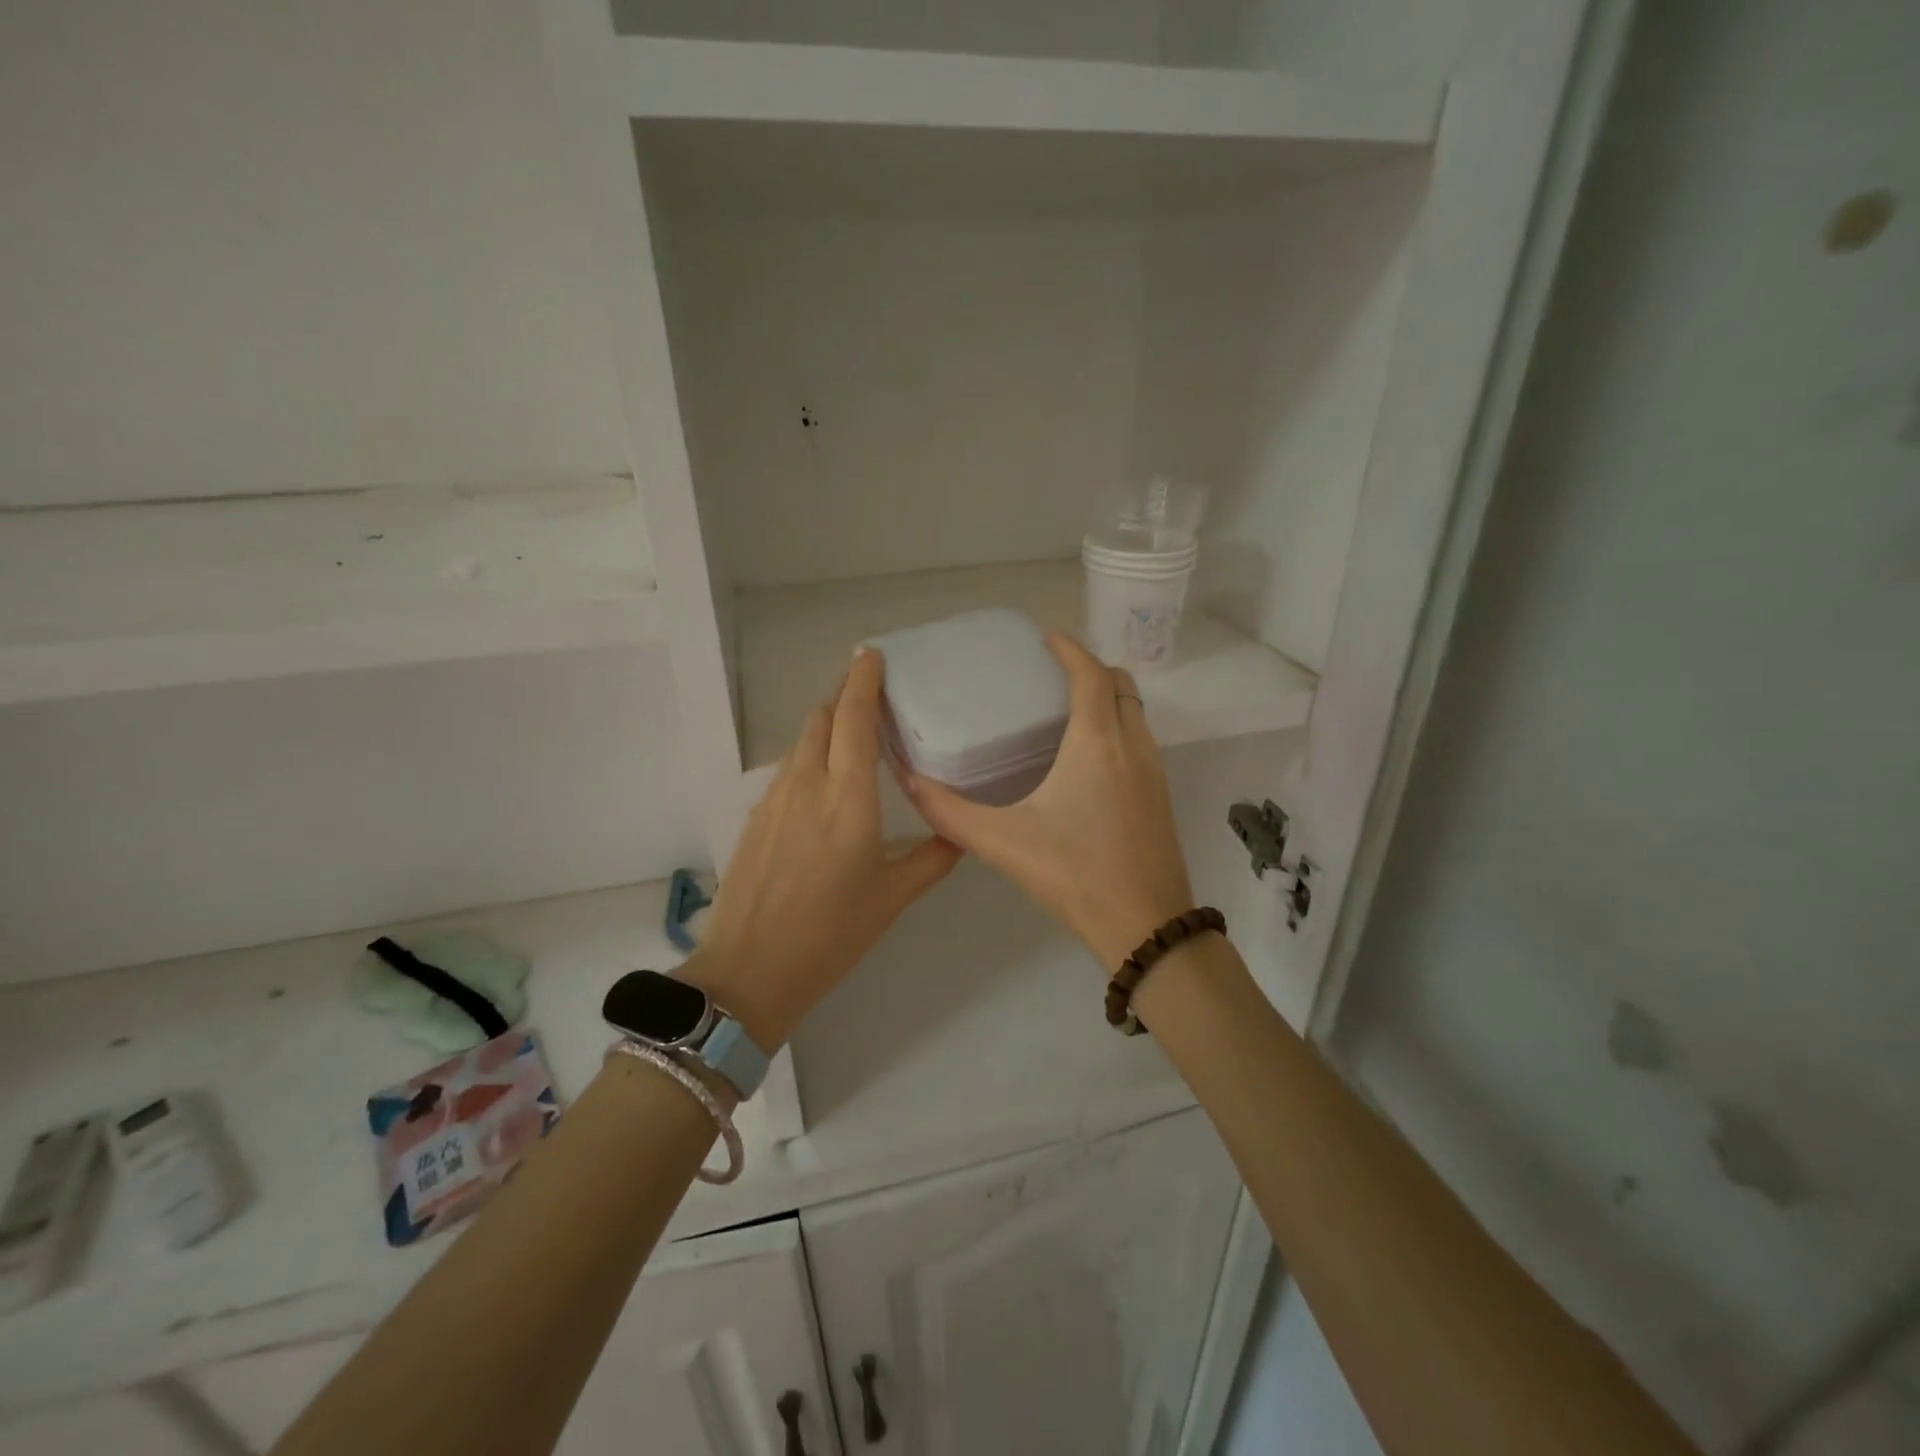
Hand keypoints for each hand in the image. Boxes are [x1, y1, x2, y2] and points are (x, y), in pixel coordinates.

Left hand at [683, 649, 961, 1048]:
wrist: (749, 971)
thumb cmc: (831, 935)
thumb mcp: (892, 899)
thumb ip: (932, 859)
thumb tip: (960, 834)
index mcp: (847, 798)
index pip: (853, 719)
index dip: (862, 681)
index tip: (871, 655)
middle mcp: (807, 784)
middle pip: (821, 718)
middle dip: (844, 696)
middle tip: (871, 693)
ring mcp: (774, 799)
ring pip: (801, 742)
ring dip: (825, 725)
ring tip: (851, 733)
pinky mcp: (756, 817)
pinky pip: (787, 769)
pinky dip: (809, 756)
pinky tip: (823, 781)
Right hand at [902, 634, 1194, 969]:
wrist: (1146, 926)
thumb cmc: (1074, 875)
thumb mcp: (1003, 842)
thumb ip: (950, 812)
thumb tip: (908, 782)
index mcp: (1097, 743)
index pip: (1090, 675)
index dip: (1070, 649)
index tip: (1046, 638)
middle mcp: (1133, 747)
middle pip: (1121, 686)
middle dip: (1092, 669)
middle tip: (1053, 675)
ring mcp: (1154, 772)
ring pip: (1136, 714)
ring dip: (1108, 699)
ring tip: (1067, 711)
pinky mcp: (1161, 798)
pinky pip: (1142, 742)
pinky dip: (1119, 728)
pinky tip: (1088, 760)